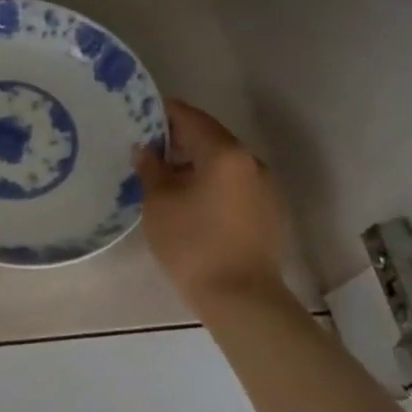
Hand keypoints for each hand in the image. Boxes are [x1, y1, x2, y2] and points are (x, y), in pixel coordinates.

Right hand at [134, 99, 293, 310]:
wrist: (241, 298)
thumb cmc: (192, 244)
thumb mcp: (158, 203)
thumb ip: (151, 168)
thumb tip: (146, 149)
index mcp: (225, 152)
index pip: (190, 117)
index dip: (163, 112)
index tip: (140, 114)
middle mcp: (251, 161)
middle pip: (210, 138)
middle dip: (179, 140)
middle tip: (148, 148)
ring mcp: (266, 187)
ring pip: (225, 163)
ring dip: (197, 163)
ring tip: (168, 177)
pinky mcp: (271, 212)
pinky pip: (236, 185)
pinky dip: (214, 183)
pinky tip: (193, 202)